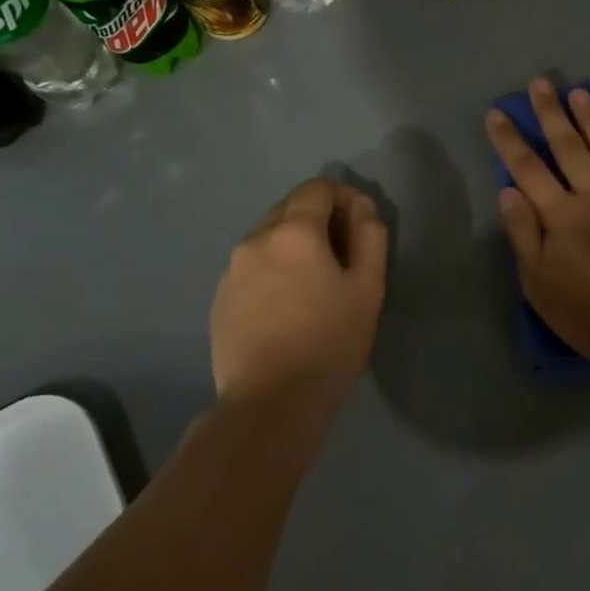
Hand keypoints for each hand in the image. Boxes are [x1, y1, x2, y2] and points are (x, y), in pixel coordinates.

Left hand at [209, 178, 388, 427]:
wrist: (271, 401)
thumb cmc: (330, 341)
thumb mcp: (368, 287)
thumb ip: (369, 236)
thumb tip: (361, 204)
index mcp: (294, 231)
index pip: (317, 189)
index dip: (343, 198)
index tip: (359, 226)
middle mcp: (255, 239)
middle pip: (289, 209)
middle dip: (318, 220)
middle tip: (342, 258)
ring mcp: (231, 270)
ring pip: (268, 239)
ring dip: (293, 246)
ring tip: (314, 285)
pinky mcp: (220, 298)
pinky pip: (252, 267)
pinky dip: (273, 271)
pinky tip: (287, 306)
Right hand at [485, 78, 589, 361]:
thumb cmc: (588, 313)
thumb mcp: (539, 283)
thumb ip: (523, 234)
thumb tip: (508, 191)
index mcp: (561, 216)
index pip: (528, 169)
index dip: (510, 140)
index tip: (497, 112)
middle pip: (568, 148)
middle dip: (551, 114)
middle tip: (540, 83)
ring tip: (579, 93)